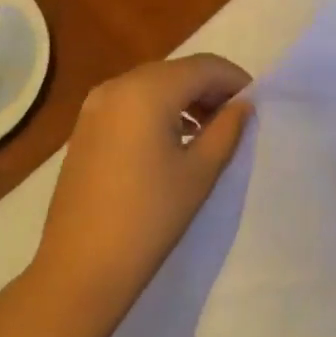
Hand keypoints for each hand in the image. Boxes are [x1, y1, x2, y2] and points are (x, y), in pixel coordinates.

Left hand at [33, 54, 251, 331]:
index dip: (234, 79)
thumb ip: (227, 129)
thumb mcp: (199, 173)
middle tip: (236, 117)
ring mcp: (96, 105)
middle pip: (177, 71)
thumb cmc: (149, 219)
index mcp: (148, 90)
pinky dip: (158, 109)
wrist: (79, 270)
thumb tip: (242, 105)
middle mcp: (118, 85)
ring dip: (184, 98)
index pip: (204, 66)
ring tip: (209, 131)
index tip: (256, 104)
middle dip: (210, 88)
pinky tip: (174, 139)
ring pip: (153, 84)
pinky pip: (131, 102)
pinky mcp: (85, 127)